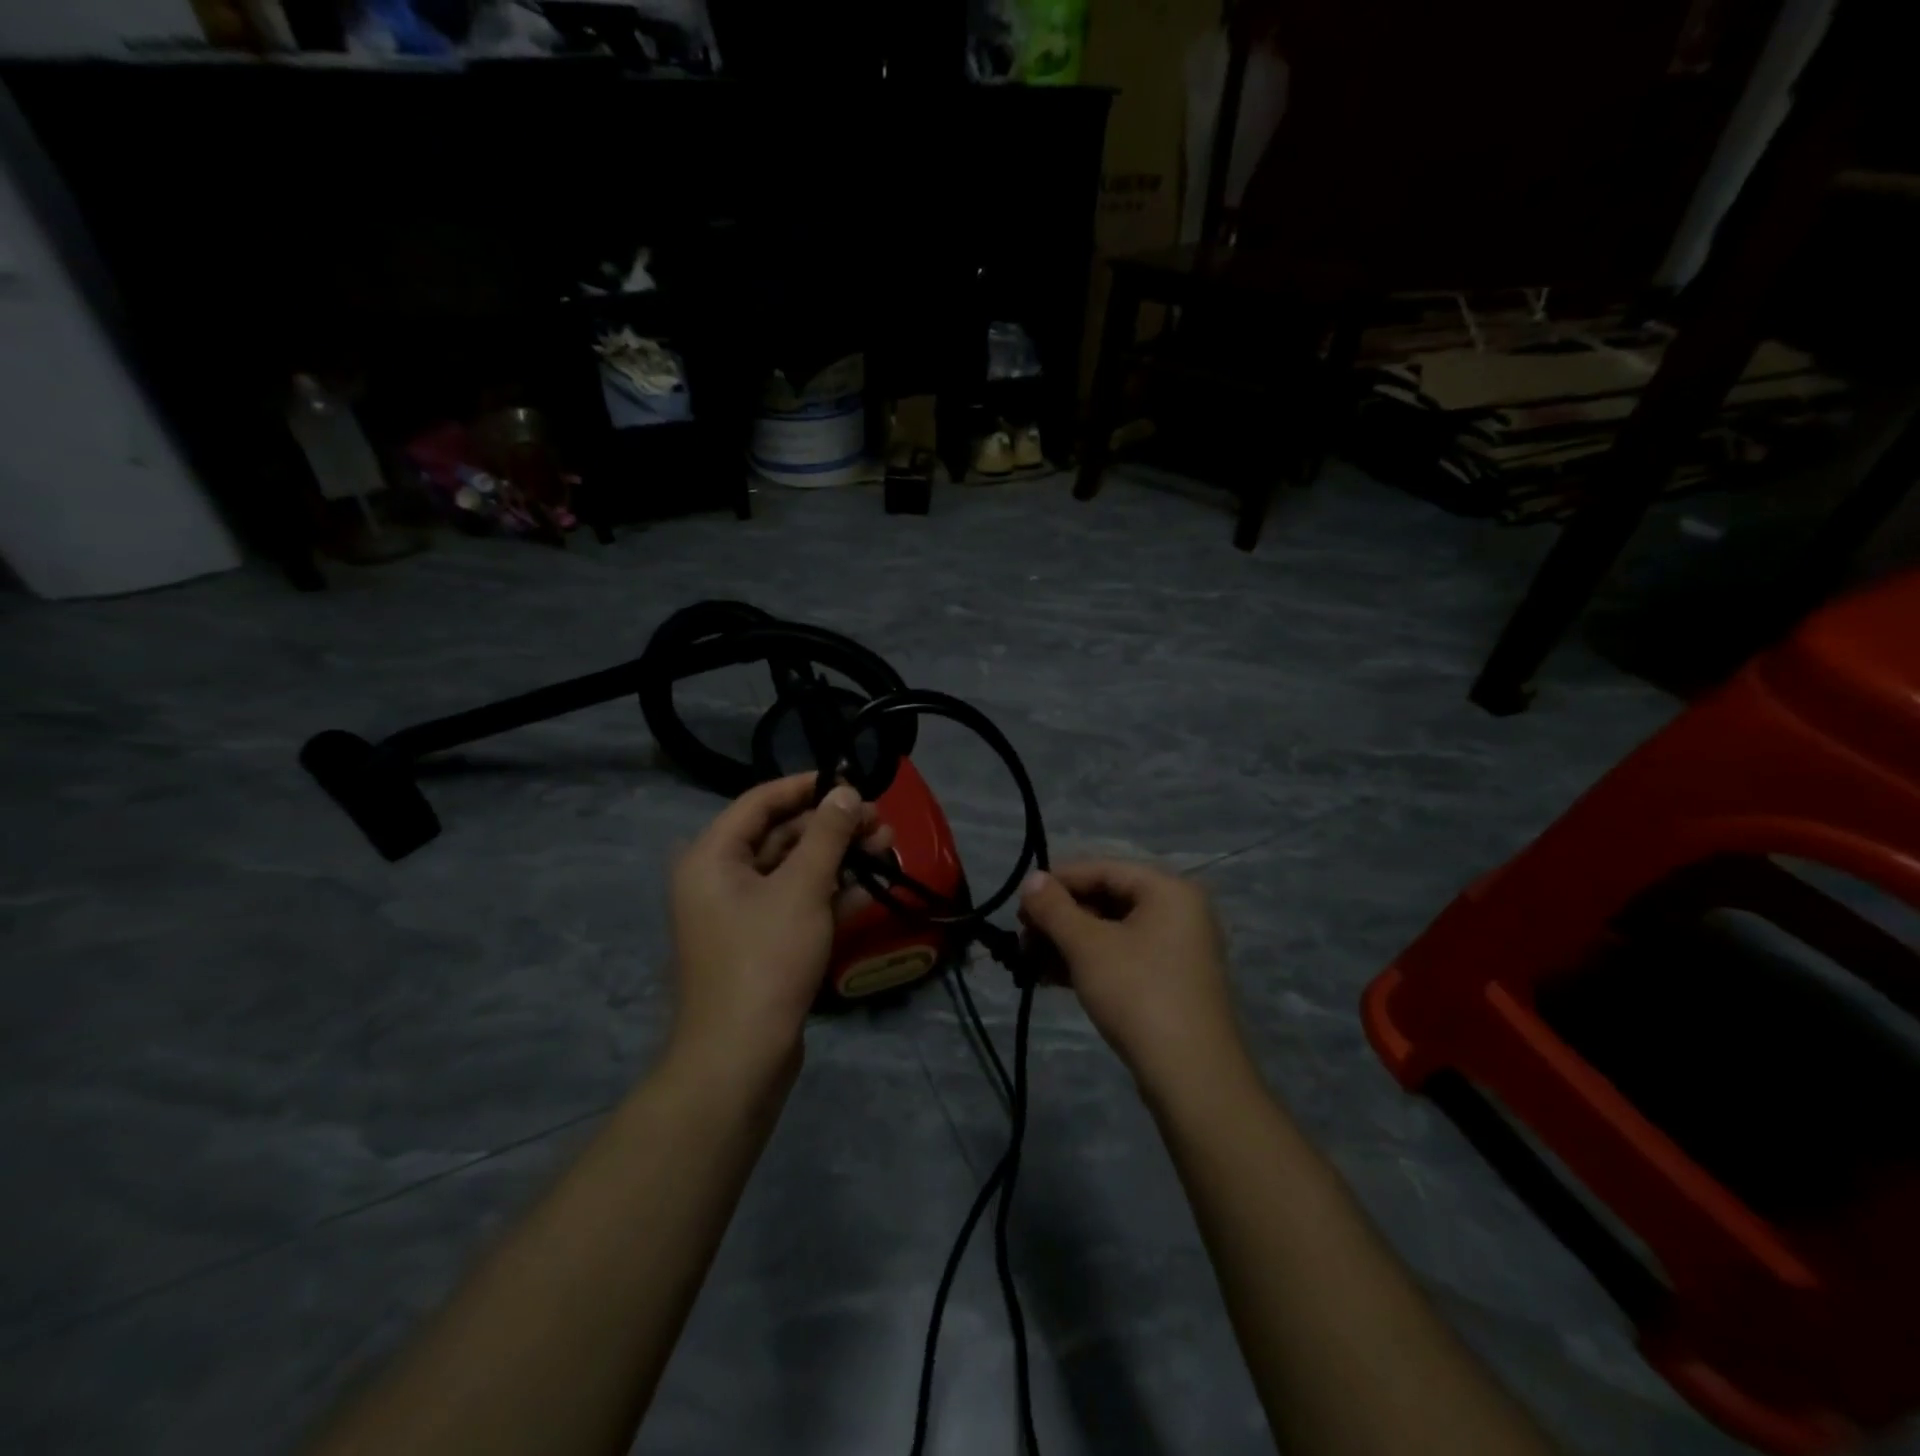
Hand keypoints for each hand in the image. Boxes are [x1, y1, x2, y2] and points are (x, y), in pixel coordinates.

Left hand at [669, 774, 888, 1071]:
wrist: (741, 1057)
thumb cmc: (765, 959)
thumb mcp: (802, 888)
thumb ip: (827, 835)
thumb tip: (847, 792)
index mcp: (712, 857)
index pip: (760, 802)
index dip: (806, 787)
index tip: (850, 780)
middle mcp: (719, 879)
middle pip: (781, 835)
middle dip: (832, 827)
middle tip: (881, 821)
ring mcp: (741, 915)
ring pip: (794, 871)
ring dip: (839, 858)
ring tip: (887, 847)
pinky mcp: (762, 944)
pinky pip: (797, 904)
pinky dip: (832, 894)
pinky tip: (873, 888)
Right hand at [1019, 860, 1244, 1089]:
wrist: (1192, 1077)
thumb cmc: (1138, 994)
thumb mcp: (1088, 946)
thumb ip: (1054, 908)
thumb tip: (1031, 879)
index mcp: (1168, 890)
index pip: (1102, 869)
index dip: (1057, 882)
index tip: (1020, 902)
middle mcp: (1178, 911)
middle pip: (1107, 899)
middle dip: (1060, 917)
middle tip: (1023, 936)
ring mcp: (1177, 949)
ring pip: (1111, 932)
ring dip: (1068, 943)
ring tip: (1029, 961)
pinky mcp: (1170, 982)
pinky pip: (1122, 957)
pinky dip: (1089, 963)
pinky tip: (1052, 978)